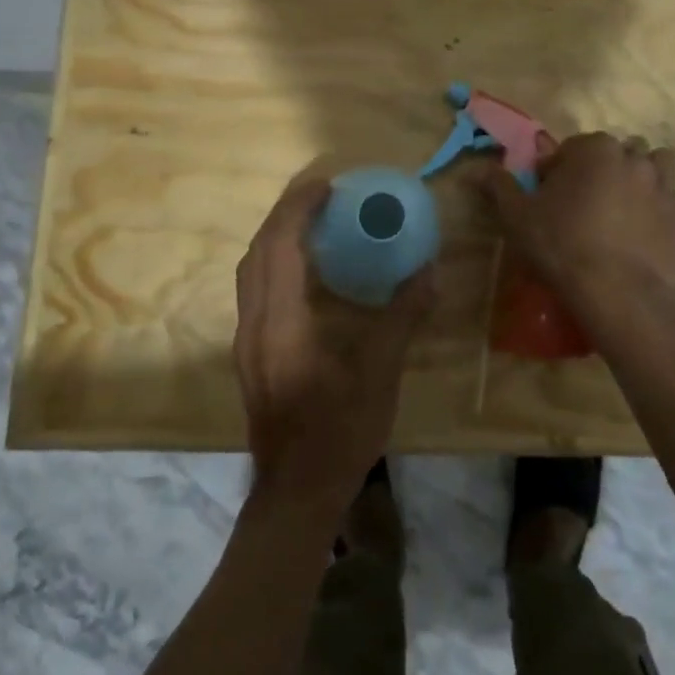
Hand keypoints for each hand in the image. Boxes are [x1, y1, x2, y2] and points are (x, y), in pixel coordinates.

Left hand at [233, 176, 436, 515]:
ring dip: (277, 237)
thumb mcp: (379, 375)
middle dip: (286, 214)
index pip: (280, 247)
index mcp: (280, 323)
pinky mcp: (251, 353)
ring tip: (313, 222)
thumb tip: (427, 272)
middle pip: (258, 251)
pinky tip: (306, 270)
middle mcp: (254, 324)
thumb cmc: (338, 433)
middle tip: (322, 194)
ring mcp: (247, 340)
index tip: (326, 183)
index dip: (299, 208)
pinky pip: (256, 289)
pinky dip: (276, 263)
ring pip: (251, 270)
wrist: (296, 492)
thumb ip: (401, 318)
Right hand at [483, 132, 674, 292]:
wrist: (614, 292)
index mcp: (595, 150)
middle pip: (621, 151)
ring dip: (649, 174)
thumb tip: (477, 170)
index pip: (574, 147)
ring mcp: (668, 188)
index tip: (551, 194)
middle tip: (590, 201)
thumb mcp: (517, 216)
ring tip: (632, 202)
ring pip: (664, 162)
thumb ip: (499, 186)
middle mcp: (635, 159)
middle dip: (606, 167)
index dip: (560, 169)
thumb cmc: (560, 246)